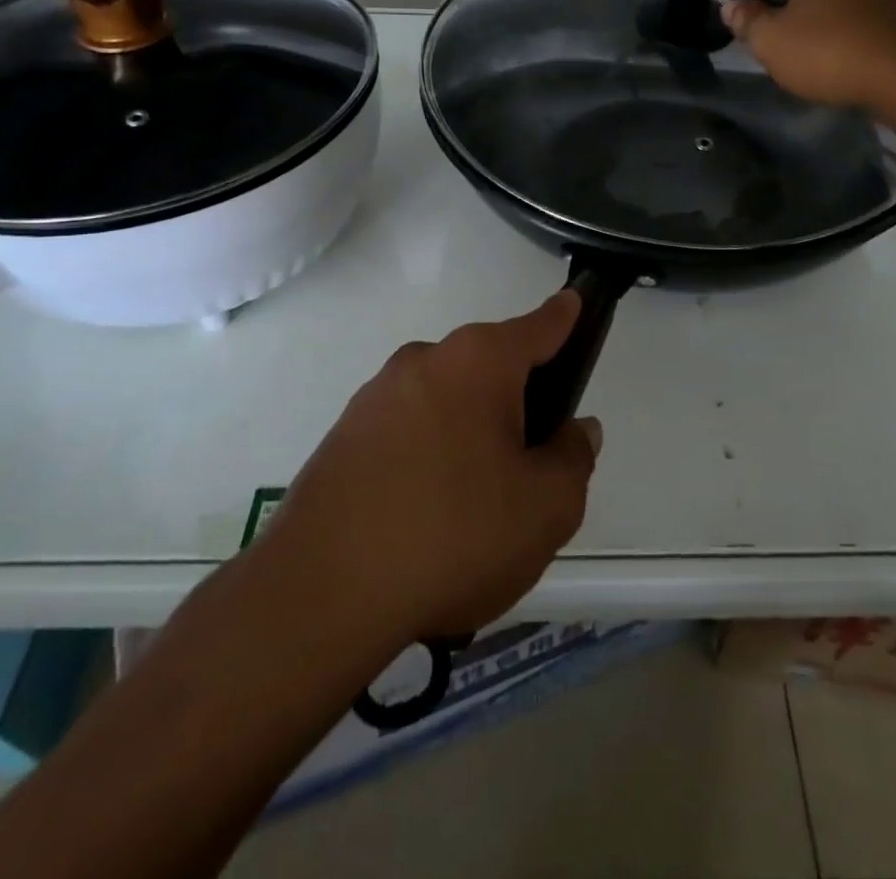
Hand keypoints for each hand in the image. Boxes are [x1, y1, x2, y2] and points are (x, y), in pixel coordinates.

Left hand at [255, 292, 599, 643]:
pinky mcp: (343, 436)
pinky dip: (427, 458)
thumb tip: (574, 430)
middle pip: (489, 368)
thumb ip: (573, 458)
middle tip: (529, 468)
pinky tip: (426, 520)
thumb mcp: (546, 508)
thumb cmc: (454, 535)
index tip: (574, 302)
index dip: (564, 316)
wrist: (321, 594)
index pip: (537, 326)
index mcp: (478, 362)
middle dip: (516, 402)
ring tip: (474, 509)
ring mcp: (376, 397)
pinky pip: (406, 433)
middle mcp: (424, 361)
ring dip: (469, 435)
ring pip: (446, 402)